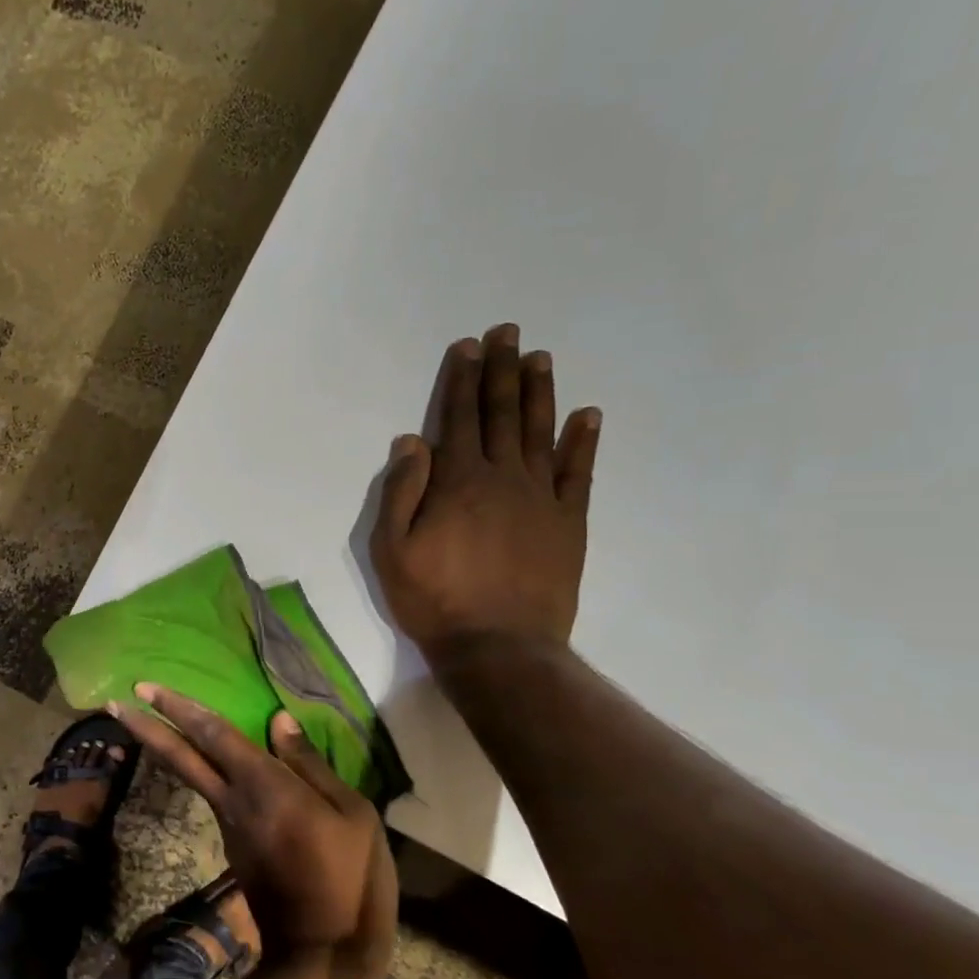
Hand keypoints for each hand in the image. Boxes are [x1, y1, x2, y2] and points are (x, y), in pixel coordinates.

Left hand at [111, 684, 396, 964]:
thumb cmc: (351, 878)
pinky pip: (212, 795)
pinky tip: (208, 761)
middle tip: (114, 703)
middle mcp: (233, 801)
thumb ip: (309, 763)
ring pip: (190, 776)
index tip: (144, 687)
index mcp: (264, 785)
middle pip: (180, 757)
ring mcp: (227, 826)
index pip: (213, 734)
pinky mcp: (232, 847)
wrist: (325, 953)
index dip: (179, 707)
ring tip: (148, 722)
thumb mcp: (352, 814)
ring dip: (164, 748)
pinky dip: (199, 771)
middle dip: (146, 727)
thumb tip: (279, 719)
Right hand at [370, 322, 601, 661]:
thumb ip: (400, 492)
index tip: (467, 346)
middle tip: (507, 332)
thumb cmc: (433, 599)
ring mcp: (541, 498)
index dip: (461, 380)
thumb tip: (412, 441)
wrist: (498, 646)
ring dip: (539, 392)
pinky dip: (582, 441)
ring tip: (539, 357)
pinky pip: (578, 473)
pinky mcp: (568, 523)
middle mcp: (502, 477)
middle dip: (501, 370)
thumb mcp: (391, 549)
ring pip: (540, 433)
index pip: (459, 418)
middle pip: (501, 414)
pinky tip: (587, 415)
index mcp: (457, 482)